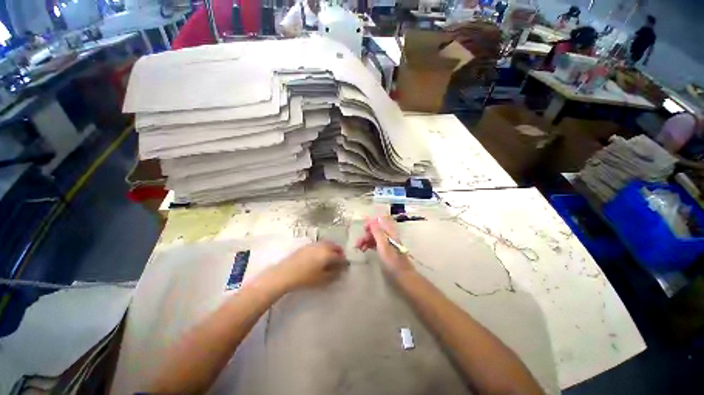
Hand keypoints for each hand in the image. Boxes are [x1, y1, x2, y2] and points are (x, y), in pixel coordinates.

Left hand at [271, 241, 347, 290]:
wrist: (285, 273)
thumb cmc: (305, 278)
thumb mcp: (322, 279)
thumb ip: (333, 274)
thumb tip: (340, 270)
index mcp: (328, 254)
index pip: (340, 256)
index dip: (343, 262)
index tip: (344, 266)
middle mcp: (322, 246)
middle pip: (334, 246)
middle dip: (339, 252)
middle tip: (339, 260)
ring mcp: (314, 244)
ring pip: (327, 244)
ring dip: (331, 248)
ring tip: (331, 256)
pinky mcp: (306, 246)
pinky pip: (319, 244)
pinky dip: (323, 248)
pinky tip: (320, 255)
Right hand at [355, 216, 413, 274]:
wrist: (402, 275)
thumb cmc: (392, 259)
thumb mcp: (383, 244)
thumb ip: (377, 231)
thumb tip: (371, 220)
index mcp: (389, 231)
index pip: (380, 221)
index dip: (371, 223)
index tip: (363, 229)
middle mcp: (388, 235)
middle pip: (375, 229)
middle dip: (366, 234)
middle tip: (358, 243)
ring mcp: (386, 243)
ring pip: (374, 237)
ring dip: (365, 240)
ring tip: (359, 248)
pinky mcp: (385, 250)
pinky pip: (375, 243)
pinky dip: (368, 245)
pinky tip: (363, 250)